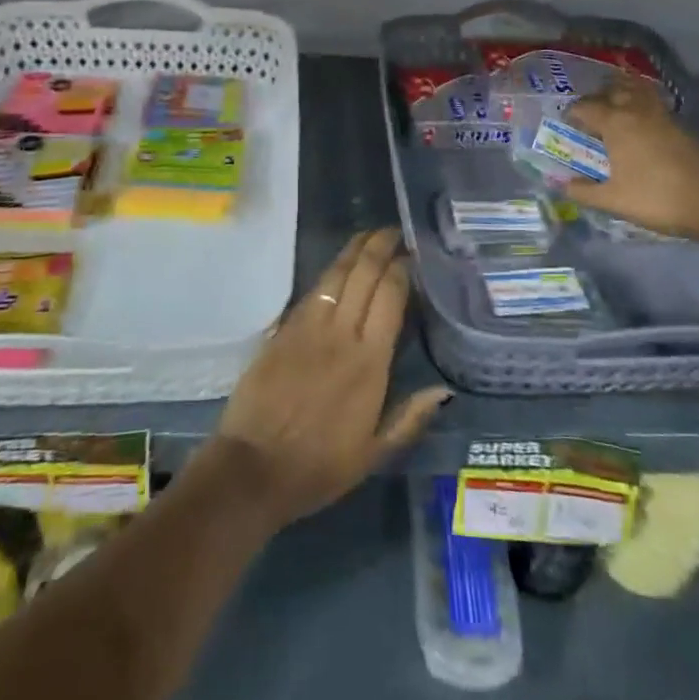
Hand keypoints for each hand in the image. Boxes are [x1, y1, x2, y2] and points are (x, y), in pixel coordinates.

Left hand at [213, 228, 451, 529]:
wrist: (254, 469)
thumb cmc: (319, 466)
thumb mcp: (374, 454)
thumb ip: (410, 417)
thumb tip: (444, 389)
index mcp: (369, 362)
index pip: (390, 297)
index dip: (401, 269)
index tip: (412, 254)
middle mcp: (341, 334)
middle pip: (364, 275)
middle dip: (380, 247)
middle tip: (394, 231)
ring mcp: (309, 327)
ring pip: (337, 275)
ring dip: (355, 250)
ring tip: (369, 234)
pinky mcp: (283, 329)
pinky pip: (312, 290)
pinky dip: (329, 271)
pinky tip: (338, 264)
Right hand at [562, 77, 698, 242]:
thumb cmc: (658, 198)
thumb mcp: (614, 200)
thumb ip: (585, 192)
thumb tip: (563, 185)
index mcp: (615, 123)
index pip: (586, 107)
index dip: (573, 113)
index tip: (566, 122)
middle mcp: (636, 112)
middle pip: (612, 91)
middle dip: (596, 97)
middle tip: (588, 112)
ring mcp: (662, 116)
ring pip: (637, 92)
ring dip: (622, 92)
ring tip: (614, 104)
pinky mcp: (681, 126)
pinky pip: (653, 103)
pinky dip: (641, 103)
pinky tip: (641, 123)